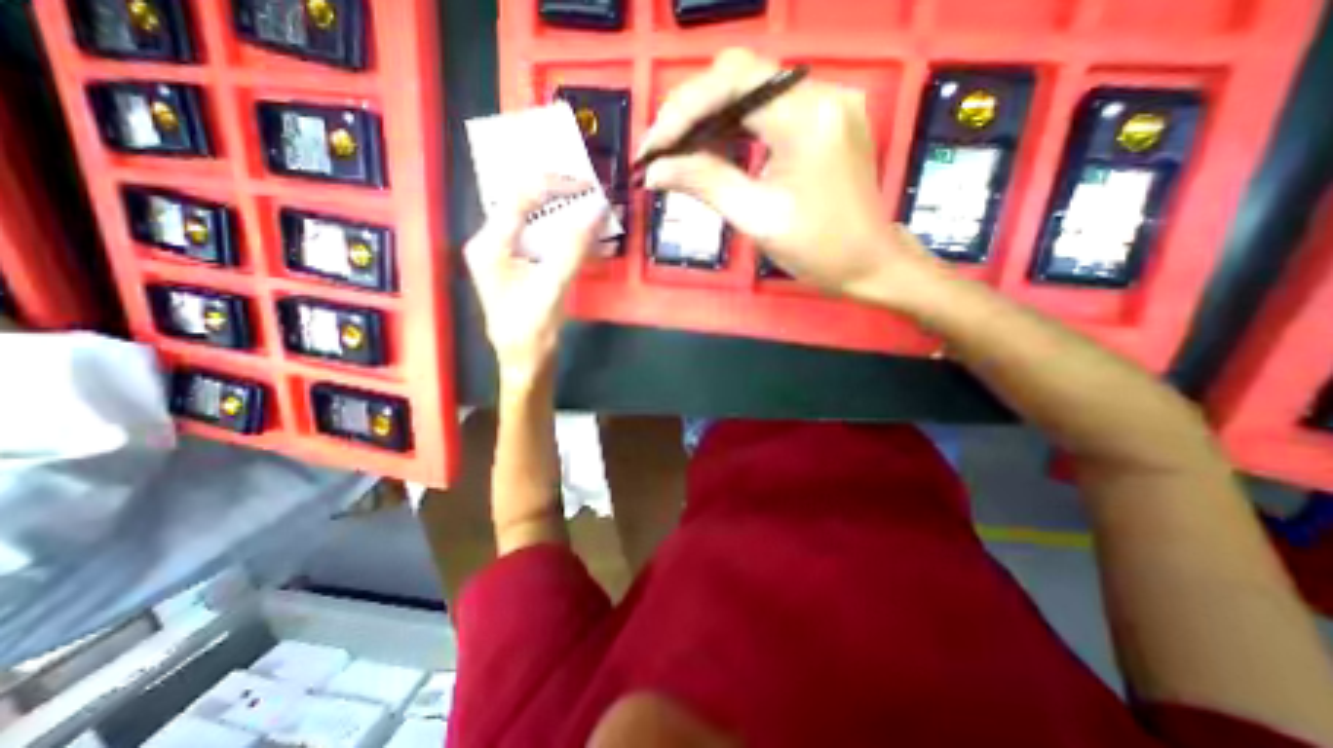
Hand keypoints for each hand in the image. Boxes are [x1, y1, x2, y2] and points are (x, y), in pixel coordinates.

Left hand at [462, 175, 602, 386]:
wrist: (526, 362)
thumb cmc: (531, 329)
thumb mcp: (552, 286)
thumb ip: (574, 246)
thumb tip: (598, 208)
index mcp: (490, 243)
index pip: (520, 196)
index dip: (555, 185)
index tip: (589, 186)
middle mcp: (493, 242)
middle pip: (527, 204)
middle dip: (562, 197)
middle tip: (594, 195)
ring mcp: (507, 254)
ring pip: (538, 221)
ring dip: (567, 216)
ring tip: (595, 212)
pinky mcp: (522, 266)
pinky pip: (545, 240)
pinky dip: (567, 236)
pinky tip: (587, 238)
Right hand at [639, 46, 936, 303]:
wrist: (868, 263)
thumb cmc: (817, 249)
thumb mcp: (756, 218)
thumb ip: (705, 183)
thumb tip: (655, 171)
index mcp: (807, 117)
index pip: (733, 82)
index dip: (684, 109)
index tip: (653, 147)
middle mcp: (821, 93)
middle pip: (740, 77)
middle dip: (691, 111)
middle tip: (660, 151)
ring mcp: (826, 102)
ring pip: (751, 91)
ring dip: (709, 119)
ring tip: (677, 154)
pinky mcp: (824, 118)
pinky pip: (769, 110)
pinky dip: (735, 128)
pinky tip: (712, 151)